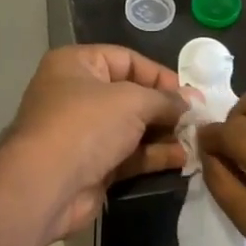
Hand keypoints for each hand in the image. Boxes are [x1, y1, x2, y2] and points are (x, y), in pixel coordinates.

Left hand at [3, 45, 188, 242]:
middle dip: (165, 107)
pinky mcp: (92, 166)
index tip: (190, 94)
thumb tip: (192, 102)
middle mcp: (77, 94)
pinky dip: (154, 155)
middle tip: (198, 118)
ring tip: (196, 140)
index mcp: (76, 65)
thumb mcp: (132, 101)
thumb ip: (165, 100)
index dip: (160, 75)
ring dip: (164, 133)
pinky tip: (182, 159)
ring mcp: (83, 133)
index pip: (126, 60)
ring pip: (132, 128)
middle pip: (131, 95)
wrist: (47, 185)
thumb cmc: (87, 125)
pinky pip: (129, 155)